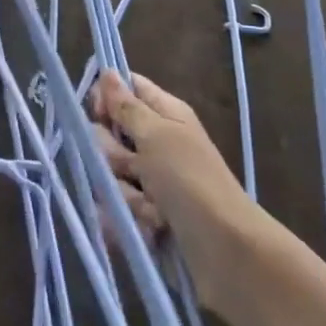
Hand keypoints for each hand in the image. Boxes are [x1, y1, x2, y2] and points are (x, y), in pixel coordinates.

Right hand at [89, 69, 264, 311]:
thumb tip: (107, 71)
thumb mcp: (157, 136)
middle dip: (113, 155)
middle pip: (108, 134)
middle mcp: (156, 143)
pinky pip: (116, 209)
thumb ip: (126, 107)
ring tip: (151, 209)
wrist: (227, 254)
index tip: (98, 113)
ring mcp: (150, 182)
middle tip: (134, 168)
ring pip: (109, 174)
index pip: (125, 89)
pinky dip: (129, 220)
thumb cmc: (192, 182)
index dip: (106, 98)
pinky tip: (148, 229)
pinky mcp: (145, 216)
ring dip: (125, 193)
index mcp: (164, 114)